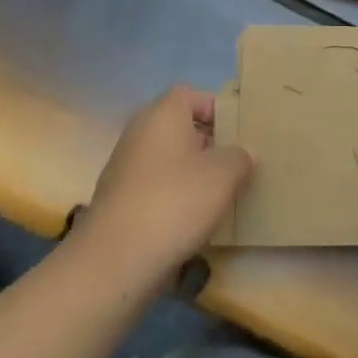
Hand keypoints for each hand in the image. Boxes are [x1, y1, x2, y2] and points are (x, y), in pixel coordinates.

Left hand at [79, 85, 252, 282]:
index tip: (239, 134)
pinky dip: (172, 197)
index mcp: (163, 113)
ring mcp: (124, 167)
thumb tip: (242, 154)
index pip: (193, 96)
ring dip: (191, 173)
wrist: (114, 261)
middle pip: (180, 128)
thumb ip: (240, 157)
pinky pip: (154, 187)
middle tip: (235, 164)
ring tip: (218, 196)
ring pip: (167, 160)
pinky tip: (190, 221)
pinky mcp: (117, 201)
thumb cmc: (175, 202)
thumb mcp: (225, 175)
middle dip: (208, 144)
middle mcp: (139, 132)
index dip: (217, 110)